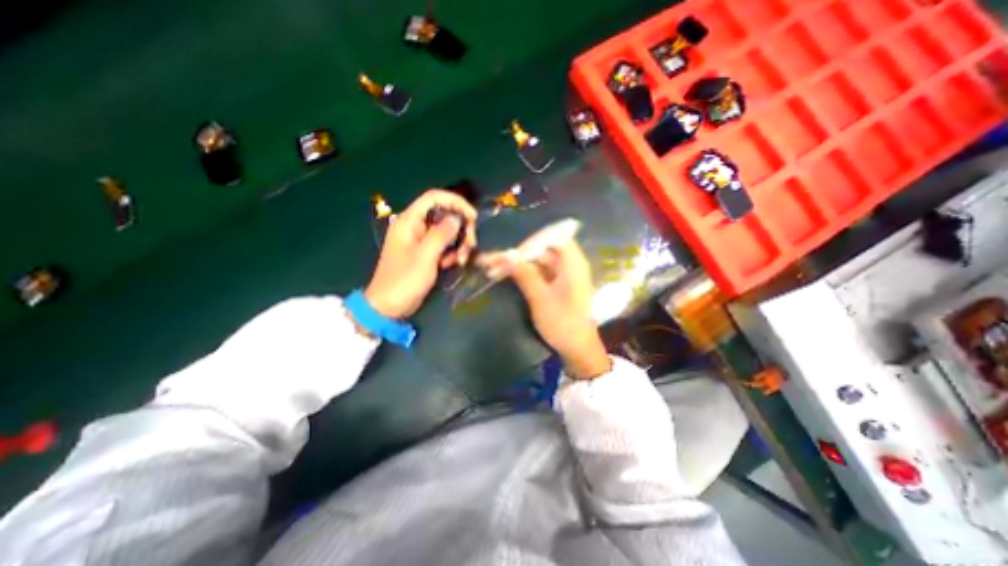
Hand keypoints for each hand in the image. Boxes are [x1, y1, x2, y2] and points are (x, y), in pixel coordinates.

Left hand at [364, 190, 477, 316]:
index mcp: (409, 221)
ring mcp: (421, 240)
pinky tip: (452, 265)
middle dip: (461, 228)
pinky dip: (452, 253)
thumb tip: (457, 218)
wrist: (390, 306)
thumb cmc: (404, 280)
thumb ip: (442, 234)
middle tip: (471, 245)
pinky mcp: (426, 253)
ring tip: (461, 261)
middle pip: (445, 215)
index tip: (473, 217)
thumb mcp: (425, 256)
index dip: (456, 202)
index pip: (434, 197)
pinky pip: (445, 246)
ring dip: (459, 243)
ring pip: (447, 232)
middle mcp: (416, 226)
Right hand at [507, 239, 608, 380]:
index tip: (513, 251)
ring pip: (539, 262)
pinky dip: (525, 273)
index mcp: (573, 264)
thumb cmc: (563, 324)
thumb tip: (506, 254)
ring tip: (495, 268)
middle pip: (543, 250)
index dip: (533, 241)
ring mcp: (564, 275)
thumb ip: (524, 274)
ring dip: (519, 264)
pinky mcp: (559, 285)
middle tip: (496, 262)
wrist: (578, 349)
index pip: (554, 238)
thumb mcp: (540, 298)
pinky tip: (509, 276)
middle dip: (520, 255)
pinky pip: (540, 272)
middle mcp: (570, 265)